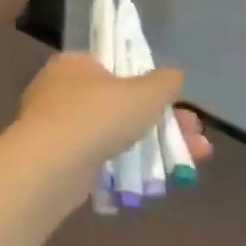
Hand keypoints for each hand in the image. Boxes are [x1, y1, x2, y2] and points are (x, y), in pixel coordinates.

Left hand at [17, 52, 210, 174]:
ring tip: (192, 159)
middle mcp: (60, 91)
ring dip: (154, 146)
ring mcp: (57, 128)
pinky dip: (128, 166)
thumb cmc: (97, 116)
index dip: (150, 84)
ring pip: (114, 134)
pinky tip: (157, 180)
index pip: (116, 66)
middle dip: (163, 121)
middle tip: (195, 136)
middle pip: (121, 104)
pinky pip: (100, 159)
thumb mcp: (143, 92)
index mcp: (74, 64)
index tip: (177, 103)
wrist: (50, 167)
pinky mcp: (58, 161)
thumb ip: (165, 82)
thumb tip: (173, 77)